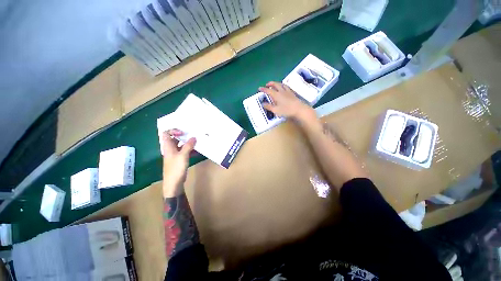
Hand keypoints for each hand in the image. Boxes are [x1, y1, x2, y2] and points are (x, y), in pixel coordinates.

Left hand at [159, 129, 195, 197]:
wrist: (173, 184)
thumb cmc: (176, 168)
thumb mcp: (183, 155)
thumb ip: (188, 146)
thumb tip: (194, 137)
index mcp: (168, 147)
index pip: (166, 133)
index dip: (174, 130)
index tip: (183, 133)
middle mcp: (170, 149)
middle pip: (175, 139)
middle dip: (184, 136)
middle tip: (193, 134)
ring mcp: (175, 155)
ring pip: (181, 145)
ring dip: (189, 143)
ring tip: (198, 141)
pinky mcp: (180, 160)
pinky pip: (185, 152)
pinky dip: (191, 150)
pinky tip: (198, 151)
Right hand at [258, 82, 316, 122]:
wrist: (299, 110)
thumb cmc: (286, 110)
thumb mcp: (276, 110)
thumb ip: (269, 106)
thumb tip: (263, 104)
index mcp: (277, 95)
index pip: (268, 90)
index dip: (263, 89)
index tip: (259, 88)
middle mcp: (282, 91)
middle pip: (275, 84)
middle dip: (270, 83)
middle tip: (267, 84)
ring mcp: (288, 92)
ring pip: (282, 84)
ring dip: (277, 83)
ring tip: (275, 85)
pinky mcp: (293, 93)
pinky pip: (287, 87)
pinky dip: (283, 86)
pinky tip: (284, 88)